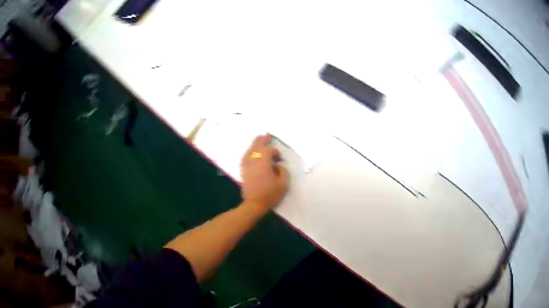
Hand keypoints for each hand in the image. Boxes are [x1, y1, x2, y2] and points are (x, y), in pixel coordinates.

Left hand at [240, 134, 288, 210]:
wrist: (253, 204)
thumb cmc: (270, 194)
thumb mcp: (283, 184)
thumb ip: (283, 171)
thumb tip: (278, 165)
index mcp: (264, 162)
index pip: (269, 151)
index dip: (275, 152)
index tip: (280, 159)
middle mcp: (253, 160)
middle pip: (257, 146)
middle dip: (262, 140)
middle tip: (266, 134)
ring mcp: (247, 165)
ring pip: (250, 150)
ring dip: (255, 145)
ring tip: (259, 139)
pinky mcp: (243, 170)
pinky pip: (246, 156)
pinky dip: (250, 152)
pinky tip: (252, 152)